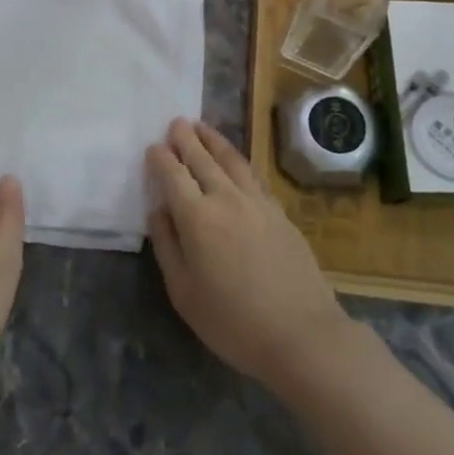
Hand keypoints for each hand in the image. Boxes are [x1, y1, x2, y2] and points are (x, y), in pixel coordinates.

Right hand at [146, 119, 352, 392]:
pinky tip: (234, 159)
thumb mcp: (183, 292)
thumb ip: (167, 244)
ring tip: (202, 126)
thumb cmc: (231, 321)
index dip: (161, 159)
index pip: (173, 175)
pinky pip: (252, 174)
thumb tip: (158, 209)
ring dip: (213, 140)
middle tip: (176, 122)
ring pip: (231, 160)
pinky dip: (237, 159)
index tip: (153, 147)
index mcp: (197, 218)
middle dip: (186, 139)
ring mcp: (257, 202)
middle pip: (202, 159)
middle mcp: (226, 199)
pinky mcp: (279, 211)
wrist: (300, 332)